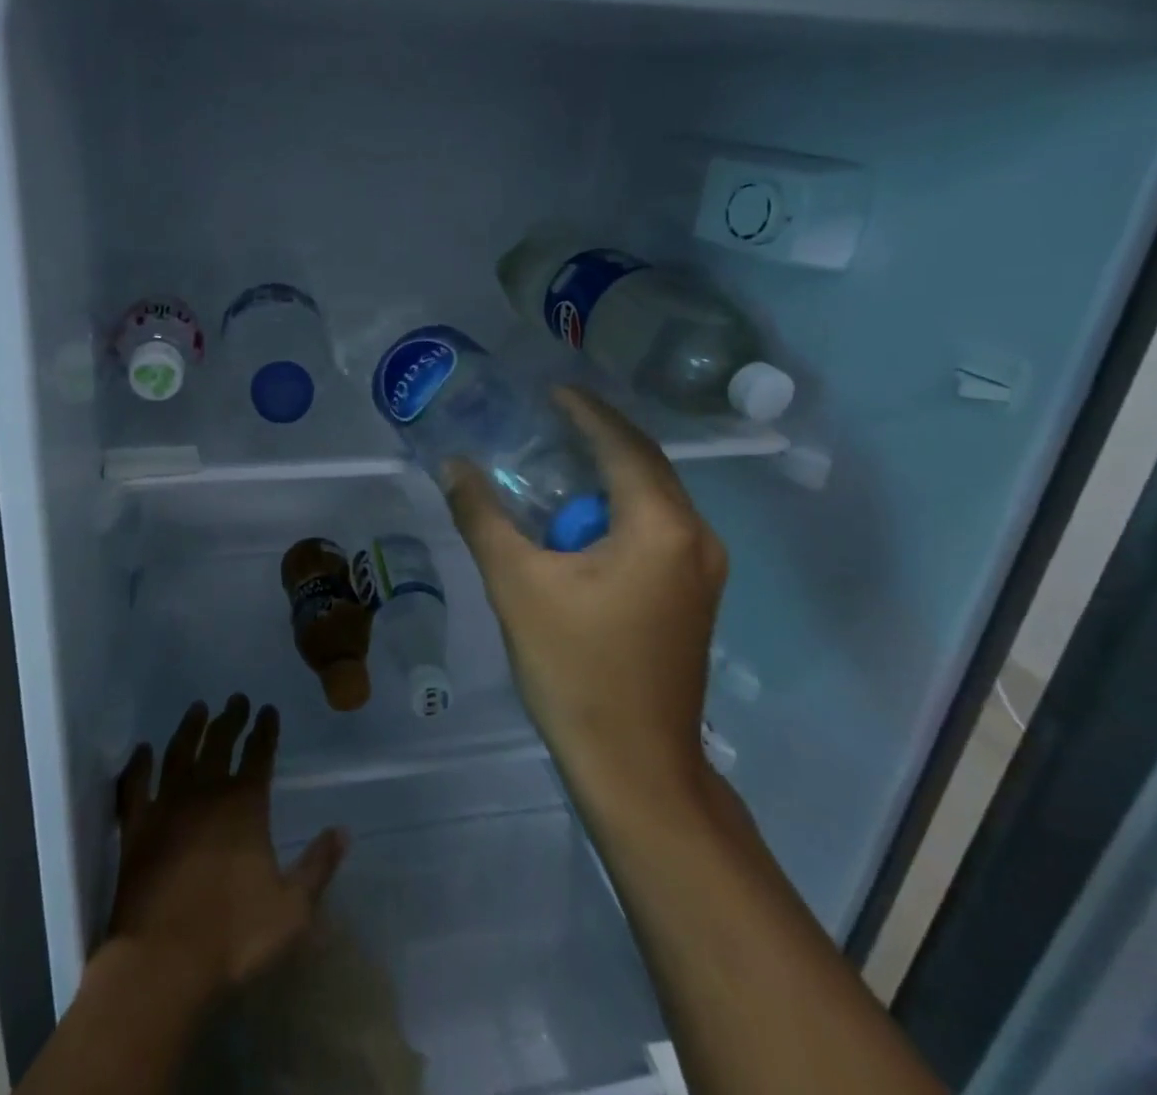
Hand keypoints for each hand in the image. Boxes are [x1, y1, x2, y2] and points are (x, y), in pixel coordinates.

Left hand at [107, 695, 347, 1001]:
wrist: (162, 962)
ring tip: (197, 708)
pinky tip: (142, 751)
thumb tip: (343, 831)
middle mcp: (206, 793)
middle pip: (220, 743)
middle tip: (236, 698)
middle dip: (231, 718)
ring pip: (179, 752)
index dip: (265, 729)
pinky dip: (137, 765)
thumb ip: (318, 867)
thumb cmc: (232, 936)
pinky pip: (135, 785)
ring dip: (190, 728)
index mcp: (245, 806)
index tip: (267, 709)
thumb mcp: (292, 910)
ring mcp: (167, 807)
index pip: (259, 754)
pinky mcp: (135, 828)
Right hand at [443, 386, 726, 793]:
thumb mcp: (517, 584)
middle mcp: (695, 537)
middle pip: (645, 466)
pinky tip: (581, 520)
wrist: (636, 767)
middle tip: (549, 419)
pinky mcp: (694, 596)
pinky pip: (657, 528)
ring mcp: (702, 570)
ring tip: (559, 460)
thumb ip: (482, 516)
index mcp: (660, 526)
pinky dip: (620, 509)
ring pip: (654, 499)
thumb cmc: (576, 669)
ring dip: (609, 474)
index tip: (551, 390)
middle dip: (598, 438)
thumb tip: (453, 466)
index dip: (585, 412)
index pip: (622, 445)